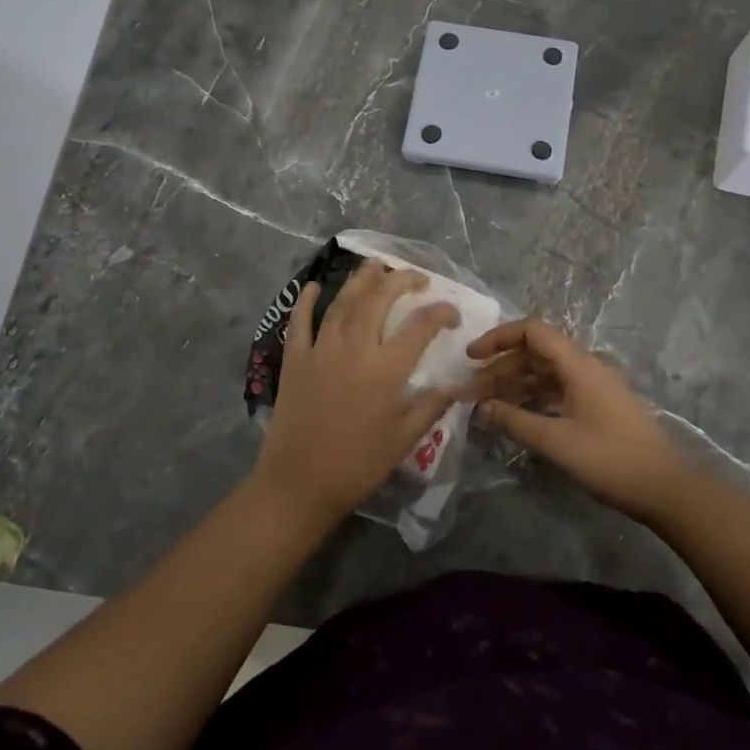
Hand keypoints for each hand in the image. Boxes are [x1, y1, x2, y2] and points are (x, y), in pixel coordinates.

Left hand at [254, 261, 460, 526]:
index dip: (441, 313)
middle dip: (401, 281)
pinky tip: (314, 286)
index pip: (421, 326)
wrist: (298, 483)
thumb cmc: (357, 465)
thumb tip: (455, 384)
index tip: (452, 315)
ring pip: (344, 302)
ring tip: (375, 265)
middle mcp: (355, 348)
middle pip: (380, 299)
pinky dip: (306, 300)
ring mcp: (321, 349)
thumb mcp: (404, 439)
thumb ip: (431, 406)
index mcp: (386, 369)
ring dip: (361, 280)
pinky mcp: (295, 359)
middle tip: (416, 277)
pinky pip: (300, 321)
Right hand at [468, 317, 691, 521]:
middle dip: (501, 367)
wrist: (665, 488)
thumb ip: (515, 420)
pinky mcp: (598, 406)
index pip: (532, 331)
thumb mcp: (556, 441)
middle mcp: (586, 366)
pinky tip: (515, 414)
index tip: (472, 357)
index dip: (499, 338)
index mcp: (578, 364)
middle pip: (536, 353)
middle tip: (471, 391)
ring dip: (515, 384)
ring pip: (545, 373)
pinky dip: (533, 397)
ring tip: (486, 404)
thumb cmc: (610, 459)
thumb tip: (481, 407)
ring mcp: (594, 386)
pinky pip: (558, 390)